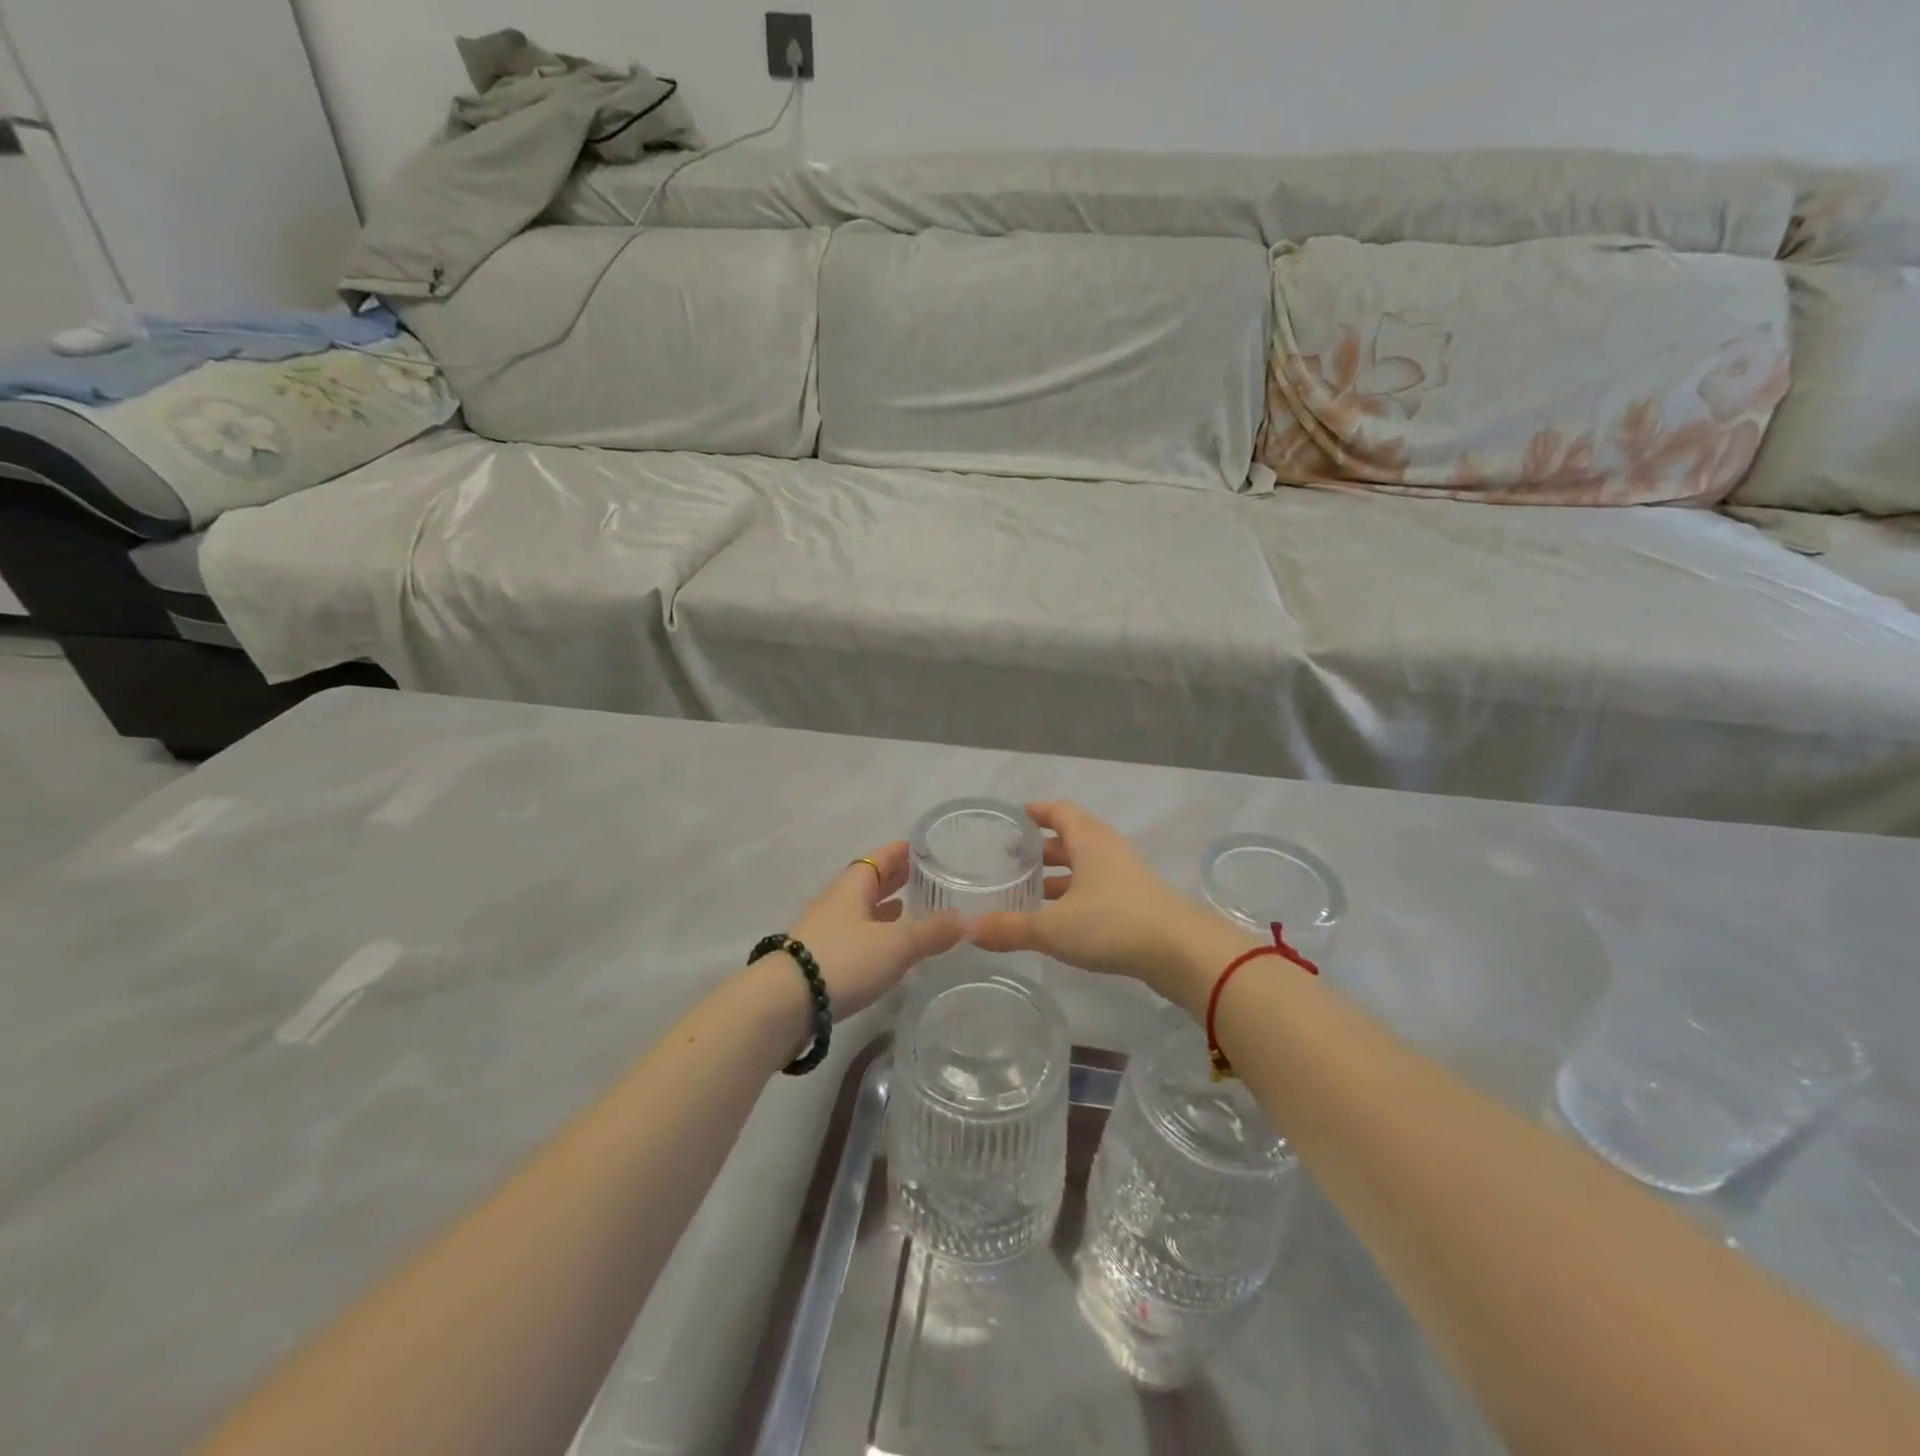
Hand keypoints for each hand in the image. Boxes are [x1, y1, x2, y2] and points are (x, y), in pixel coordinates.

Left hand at [786, 840, 961, 1019]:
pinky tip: (886, 948)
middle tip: (921, 876)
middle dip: (893, 879)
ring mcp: (824, 932)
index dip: (899, 852)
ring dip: (883, 909)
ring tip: (909, 909)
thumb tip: (967, 920)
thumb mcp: (896, 945)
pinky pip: (853, 937)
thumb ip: (932, 932)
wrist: (783, 1005)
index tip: (919, 847)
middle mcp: (836, 903)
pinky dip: (874, 935)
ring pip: (860, 911)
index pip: (878, 858)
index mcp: (852, 887)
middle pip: (867, 883)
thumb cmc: (843, 960)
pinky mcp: (818, 962)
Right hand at [970, 802, 1242, 1005]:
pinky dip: (1075, 897)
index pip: (1059, 810)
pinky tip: (1059, 922)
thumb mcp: (1053, 927)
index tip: (1013, 819)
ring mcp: (1125, 877)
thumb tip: (966, 929)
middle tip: (1010, 862)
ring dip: (1058, 877)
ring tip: (1028, 894)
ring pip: (1084, 867)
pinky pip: (1097, 890)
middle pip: (1070, 839)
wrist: (1181, 952)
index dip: (1036, 811)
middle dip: (1041, 849)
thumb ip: (1009, 928)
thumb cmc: (1112, 924)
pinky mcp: (1137, 903)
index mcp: (1088, 840)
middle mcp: (1107, 850)